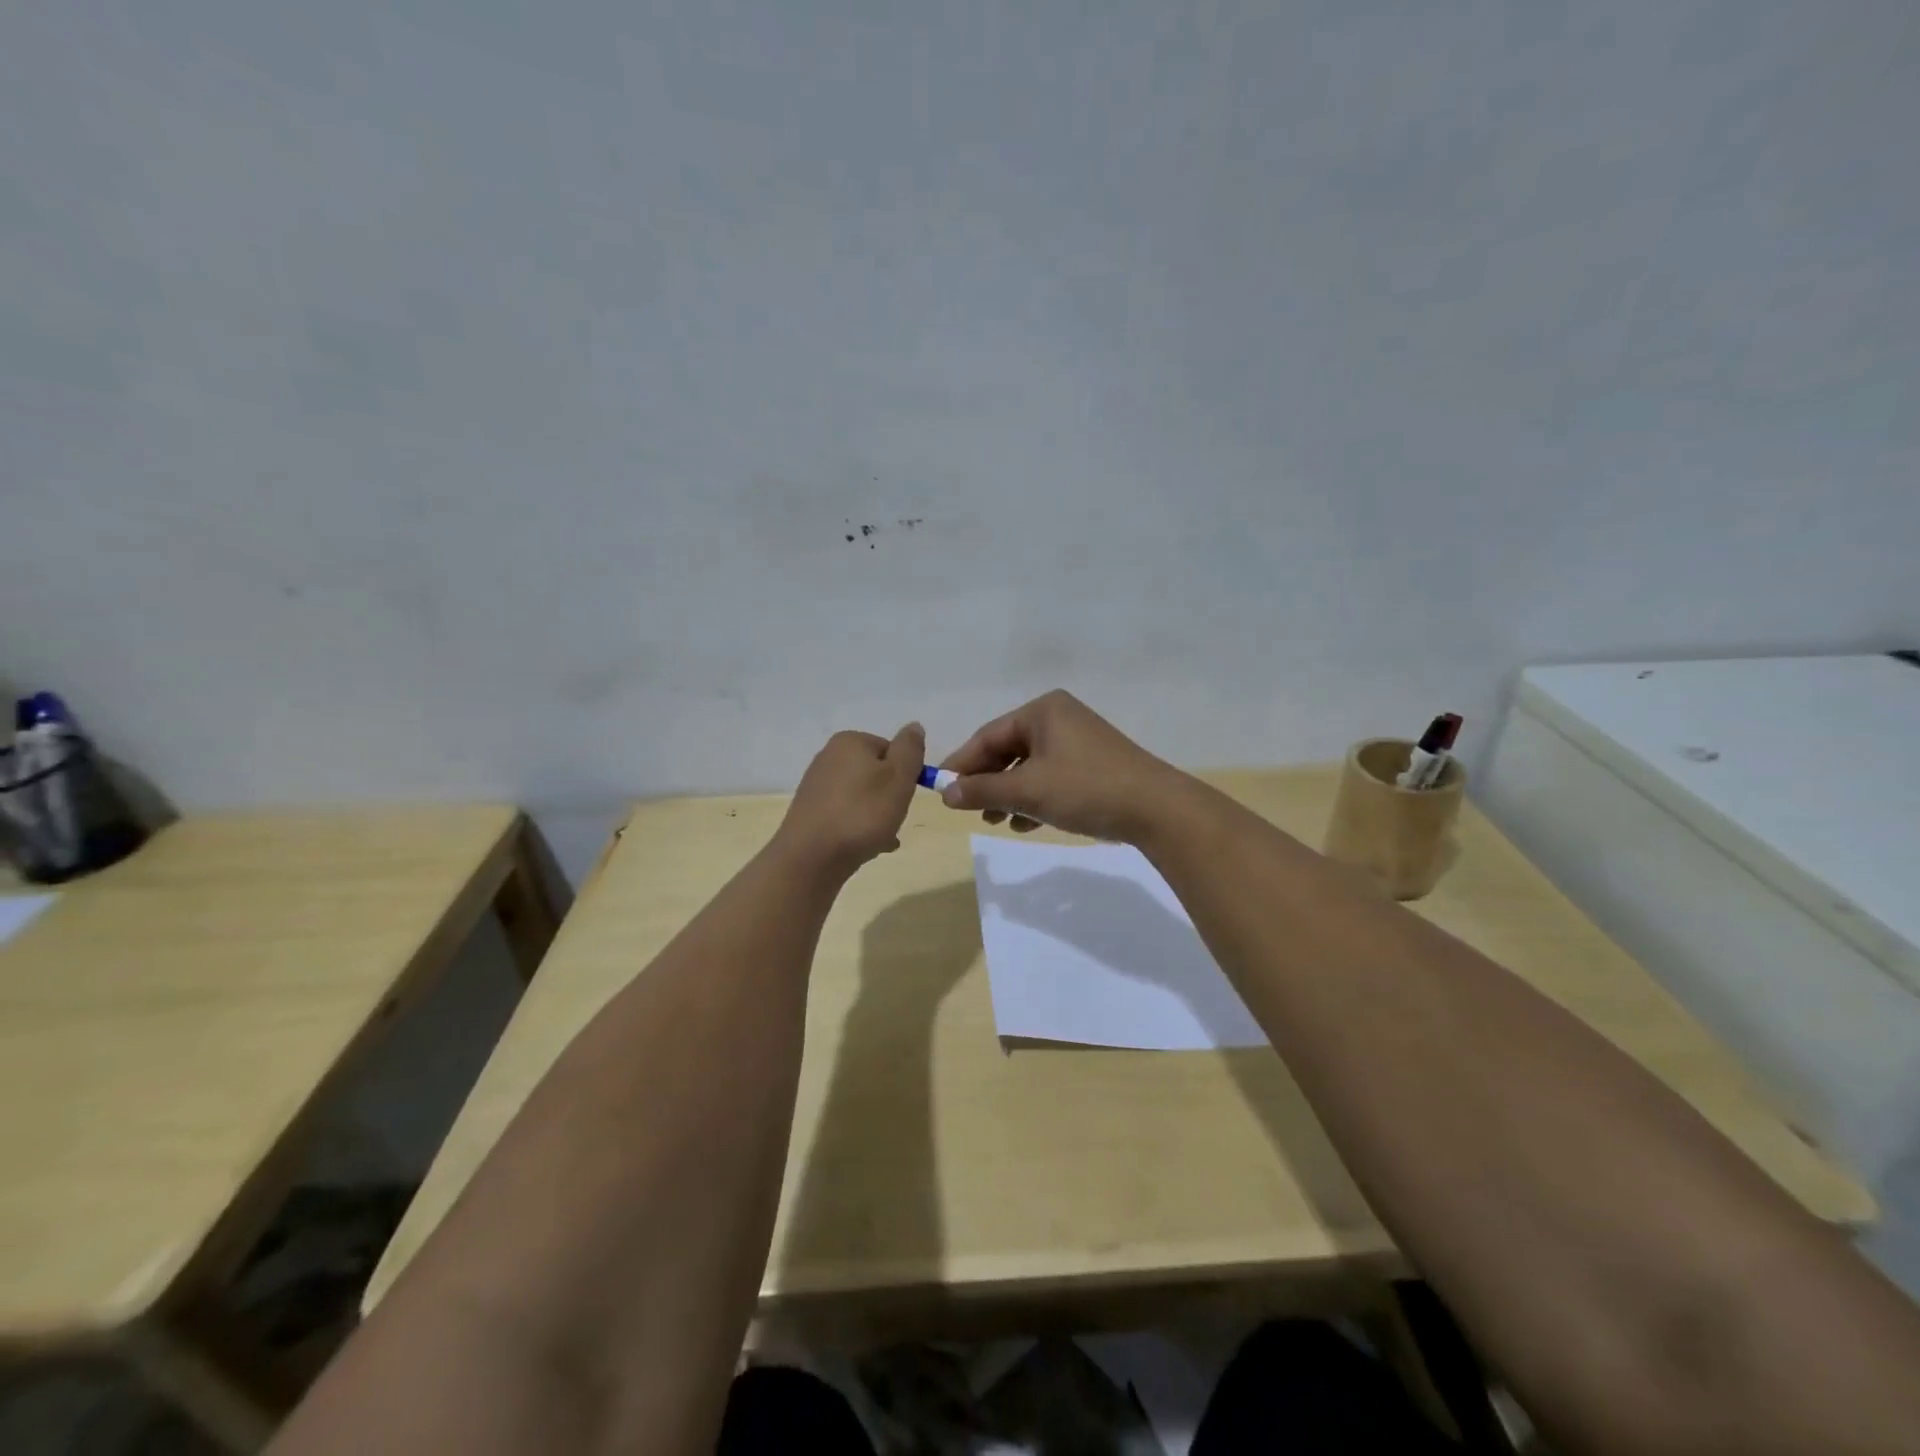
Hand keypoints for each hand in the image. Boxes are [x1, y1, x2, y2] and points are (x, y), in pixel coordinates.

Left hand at [774, 723, 925, 876]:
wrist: (811, 858)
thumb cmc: (862, 813)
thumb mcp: (899, 777)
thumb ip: (910, 749)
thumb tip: (914, 727)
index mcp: (850, 741)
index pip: (891, 750)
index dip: (905, 774)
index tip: (905, 795)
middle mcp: (829, 757)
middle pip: (876, 773)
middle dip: (891, 796)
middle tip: (895, 818)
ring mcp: (817, 786)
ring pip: (863, 796)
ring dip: (878, 815)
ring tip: (883, 837)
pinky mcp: (811, 812)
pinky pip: (847, 814)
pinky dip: (860, 827)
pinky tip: (869, 847)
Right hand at [938, 690, 1187, 843]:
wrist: (1157, 809)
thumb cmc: (1086, 789)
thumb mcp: (1028, 790)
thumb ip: (983, 790)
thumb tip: (945, 794)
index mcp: (1043, 711)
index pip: (988, 735)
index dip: (962, 764)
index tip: (940, 789)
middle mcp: (1060, 719)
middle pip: (1008, 750)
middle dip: (988, 782)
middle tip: (969, 810)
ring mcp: (1079, 742)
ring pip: (1029, 767)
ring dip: (1009, 794)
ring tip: (996, 821)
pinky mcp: (1093, 766)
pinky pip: (1051, 778)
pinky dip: (1034, 798)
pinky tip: (1025, 824)